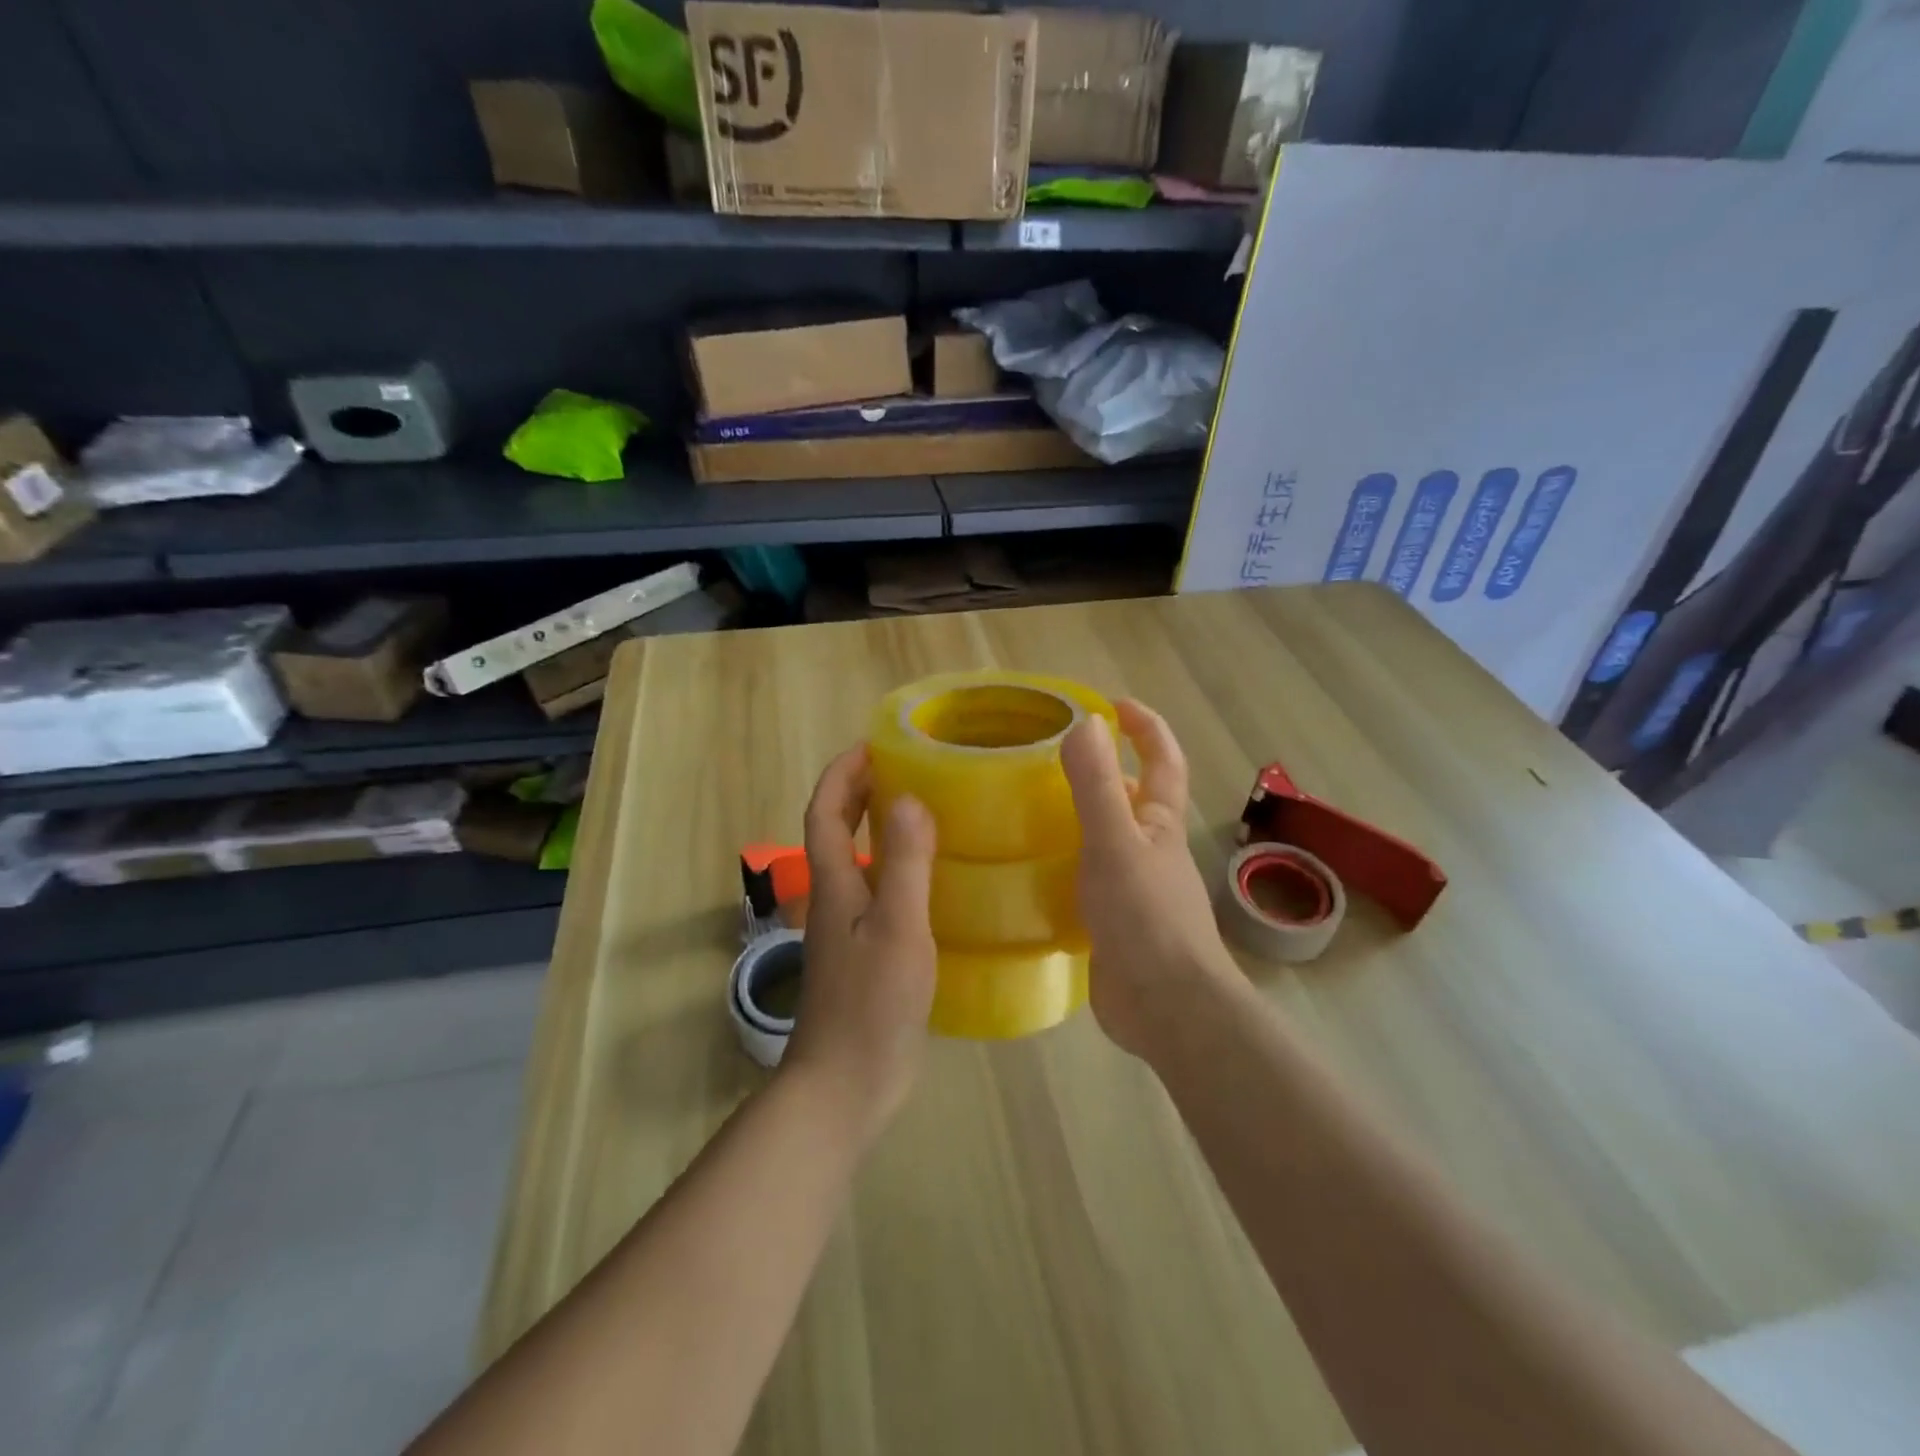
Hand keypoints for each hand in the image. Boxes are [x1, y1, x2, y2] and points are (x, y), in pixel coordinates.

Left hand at [786, 745, 937, 1136]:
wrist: (847, 1083)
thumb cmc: (871, 1002)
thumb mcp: (897, 927)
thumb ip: (905, 864)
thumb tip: (909, 799)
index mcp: (834, 884)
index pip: (825, 813)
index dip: (841, 775)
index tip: (870, 746)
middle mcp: (834, 899)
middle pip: (835, 832)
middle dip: (857, 793)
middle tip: (901, 768)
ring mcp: (848, 929)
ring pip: (857, 862)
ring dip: (876, 828)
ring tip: (922, 810)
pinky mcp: (866, 954)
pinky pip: (877, 892)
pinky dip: (895, 868)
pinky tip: (932, 877)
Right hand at [1061, 700, 1236, 1058]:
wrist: (1166, 1008)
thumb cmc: (1145, 917)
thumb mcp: (1114, 843)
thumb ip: (1097, 786)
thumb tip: (1086, 723)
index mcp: (1160, 824)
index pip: (1163, 761)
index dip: (1146, 727)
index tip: (1112, 704)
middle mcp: (1151, 851)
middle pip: (1132, 799)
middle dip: (1104, 772)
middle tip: (1048, 760)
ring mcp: (1134, 890)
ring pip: (1106, 841)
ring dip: (1077, 820)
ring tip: (1026, 809)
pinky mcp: (1113, 924)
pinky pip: (1086, 881)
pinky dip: (1063, 867)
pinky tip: (1028, 871)